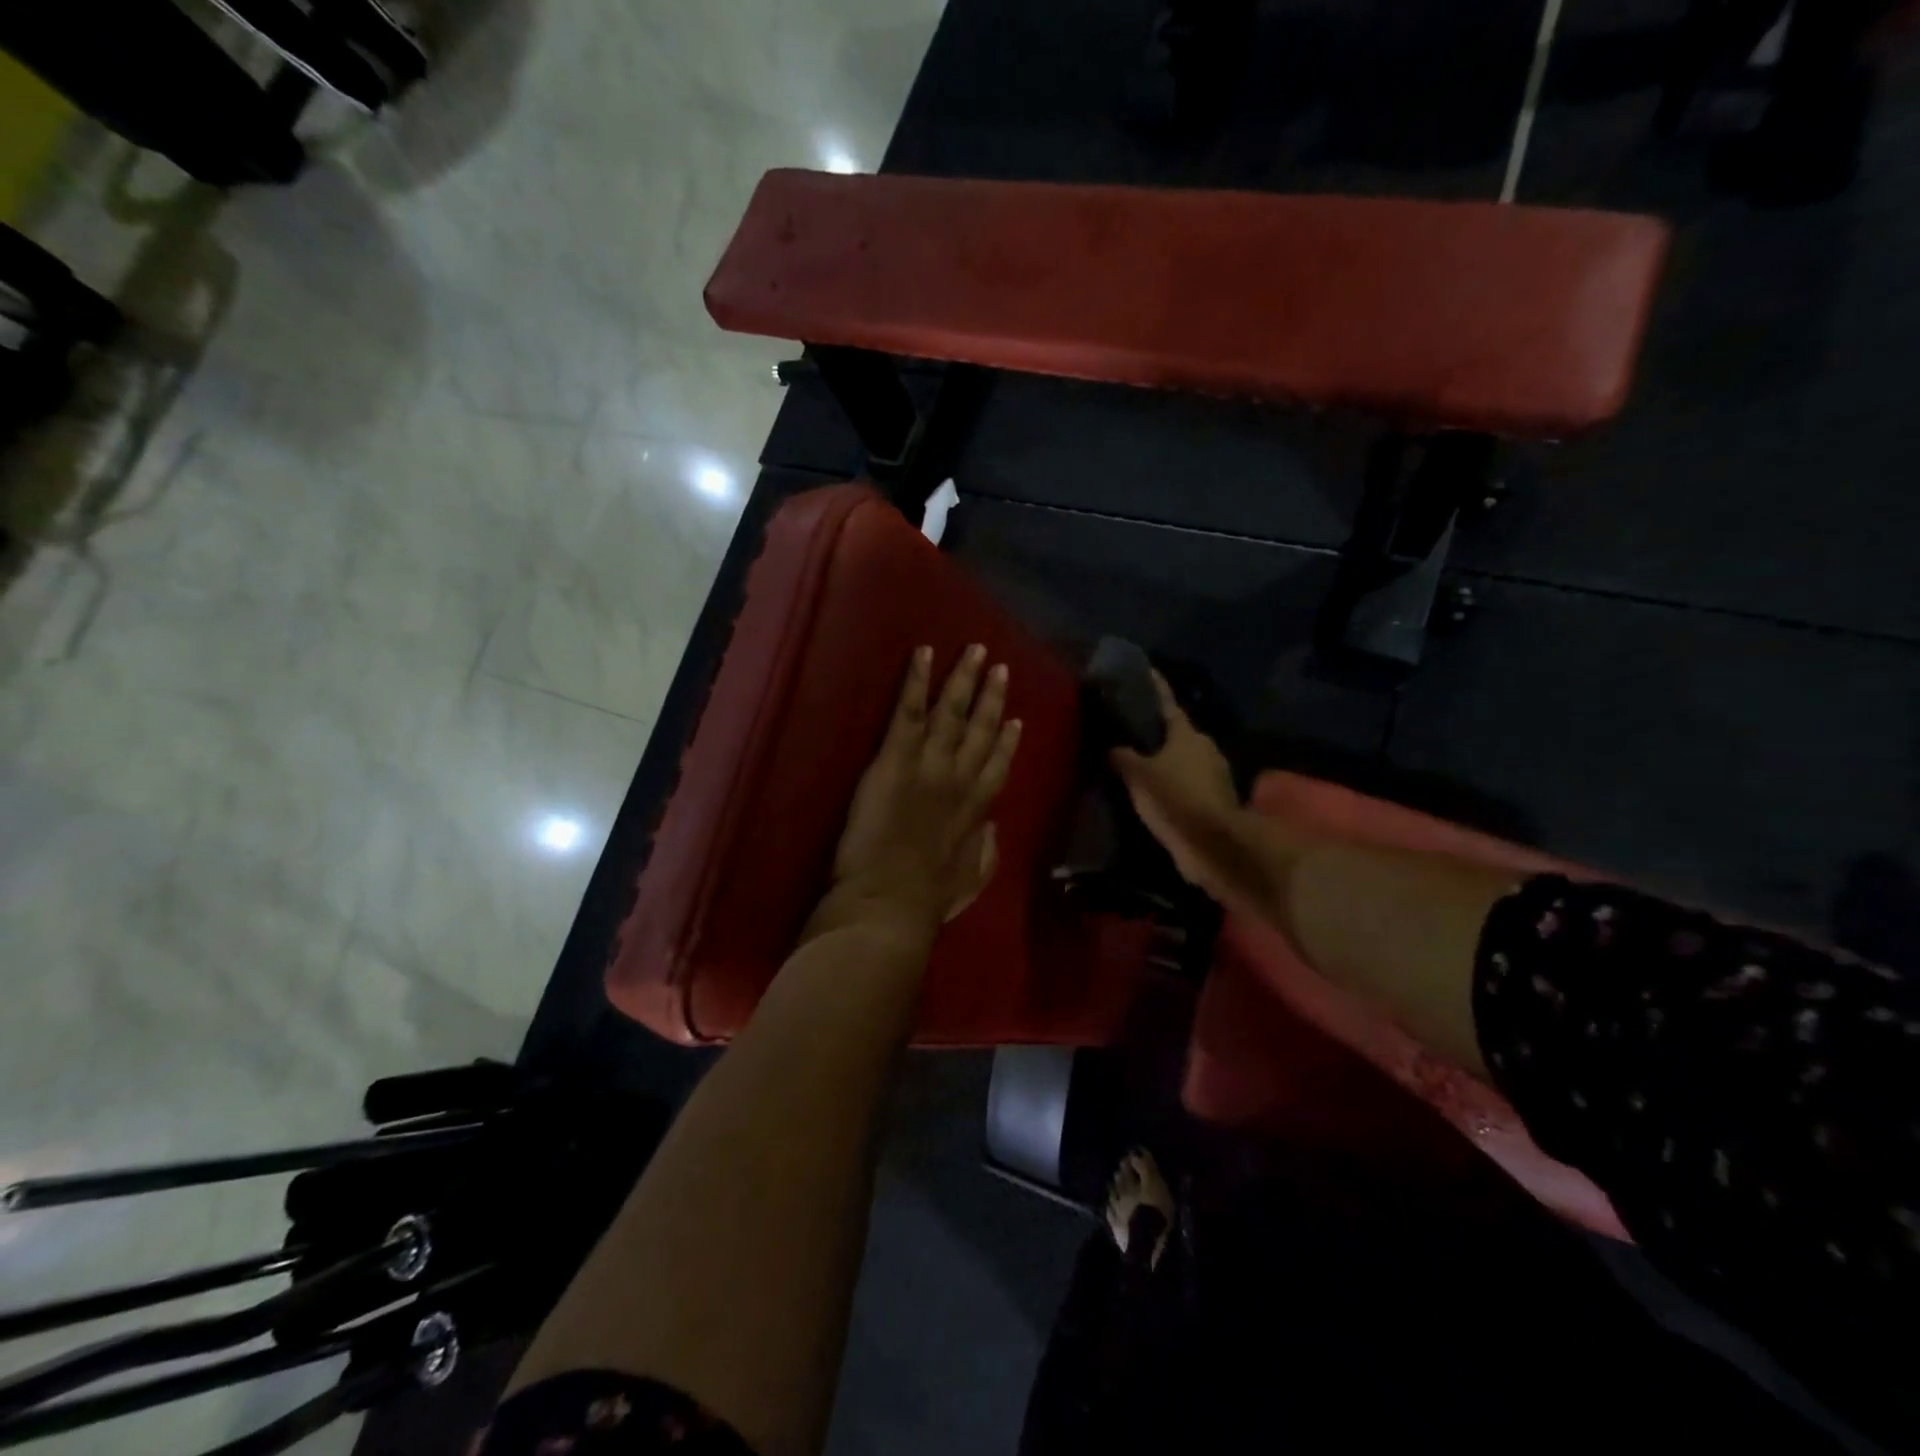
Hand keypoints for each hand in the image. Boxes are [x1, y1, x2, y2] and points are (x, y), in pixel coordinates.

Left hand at [824, 644, 1022, 940]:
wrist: (888, 903)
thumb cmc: (926, 901)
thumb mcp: (970, 881)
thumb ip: (985, 852)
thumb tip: (992, 828)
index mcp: (976, 810)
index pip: (998, 765)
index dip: (1008, 740)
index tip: (1016, 719)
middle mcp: (959, 779)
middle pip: (982, 729)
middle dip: (992, 696)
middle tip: (1001, 667)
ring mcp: (930, 764)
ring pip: (952, 711)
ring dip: (964, 678)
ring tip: (975, 651)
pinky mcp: (896, 758)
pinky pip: (909, 711)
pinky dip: (917, 680)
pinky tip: (924, 653)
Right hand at [1109, 671, 1242, 895]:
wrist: (1214, 845)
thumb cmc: (1175, 799)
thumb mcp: (1138, 775)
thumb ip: (1122, 757)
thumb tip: (1111, 745)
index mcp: (1187, 734)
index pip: (1166, 703)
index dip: (1154, 688)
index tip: (1145, 672)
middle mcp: (1204, 748)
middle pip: (1175, 733)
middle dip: (1155, 732)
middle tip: (1128, 730)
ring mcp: (1213, 775)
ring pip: (1181, 760)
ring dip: (1163, 761)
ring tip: (1134, 764)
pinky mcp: (1214, 801)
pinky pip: (1186, 784)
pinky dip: (1170, 785)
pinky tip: (1151, 793)